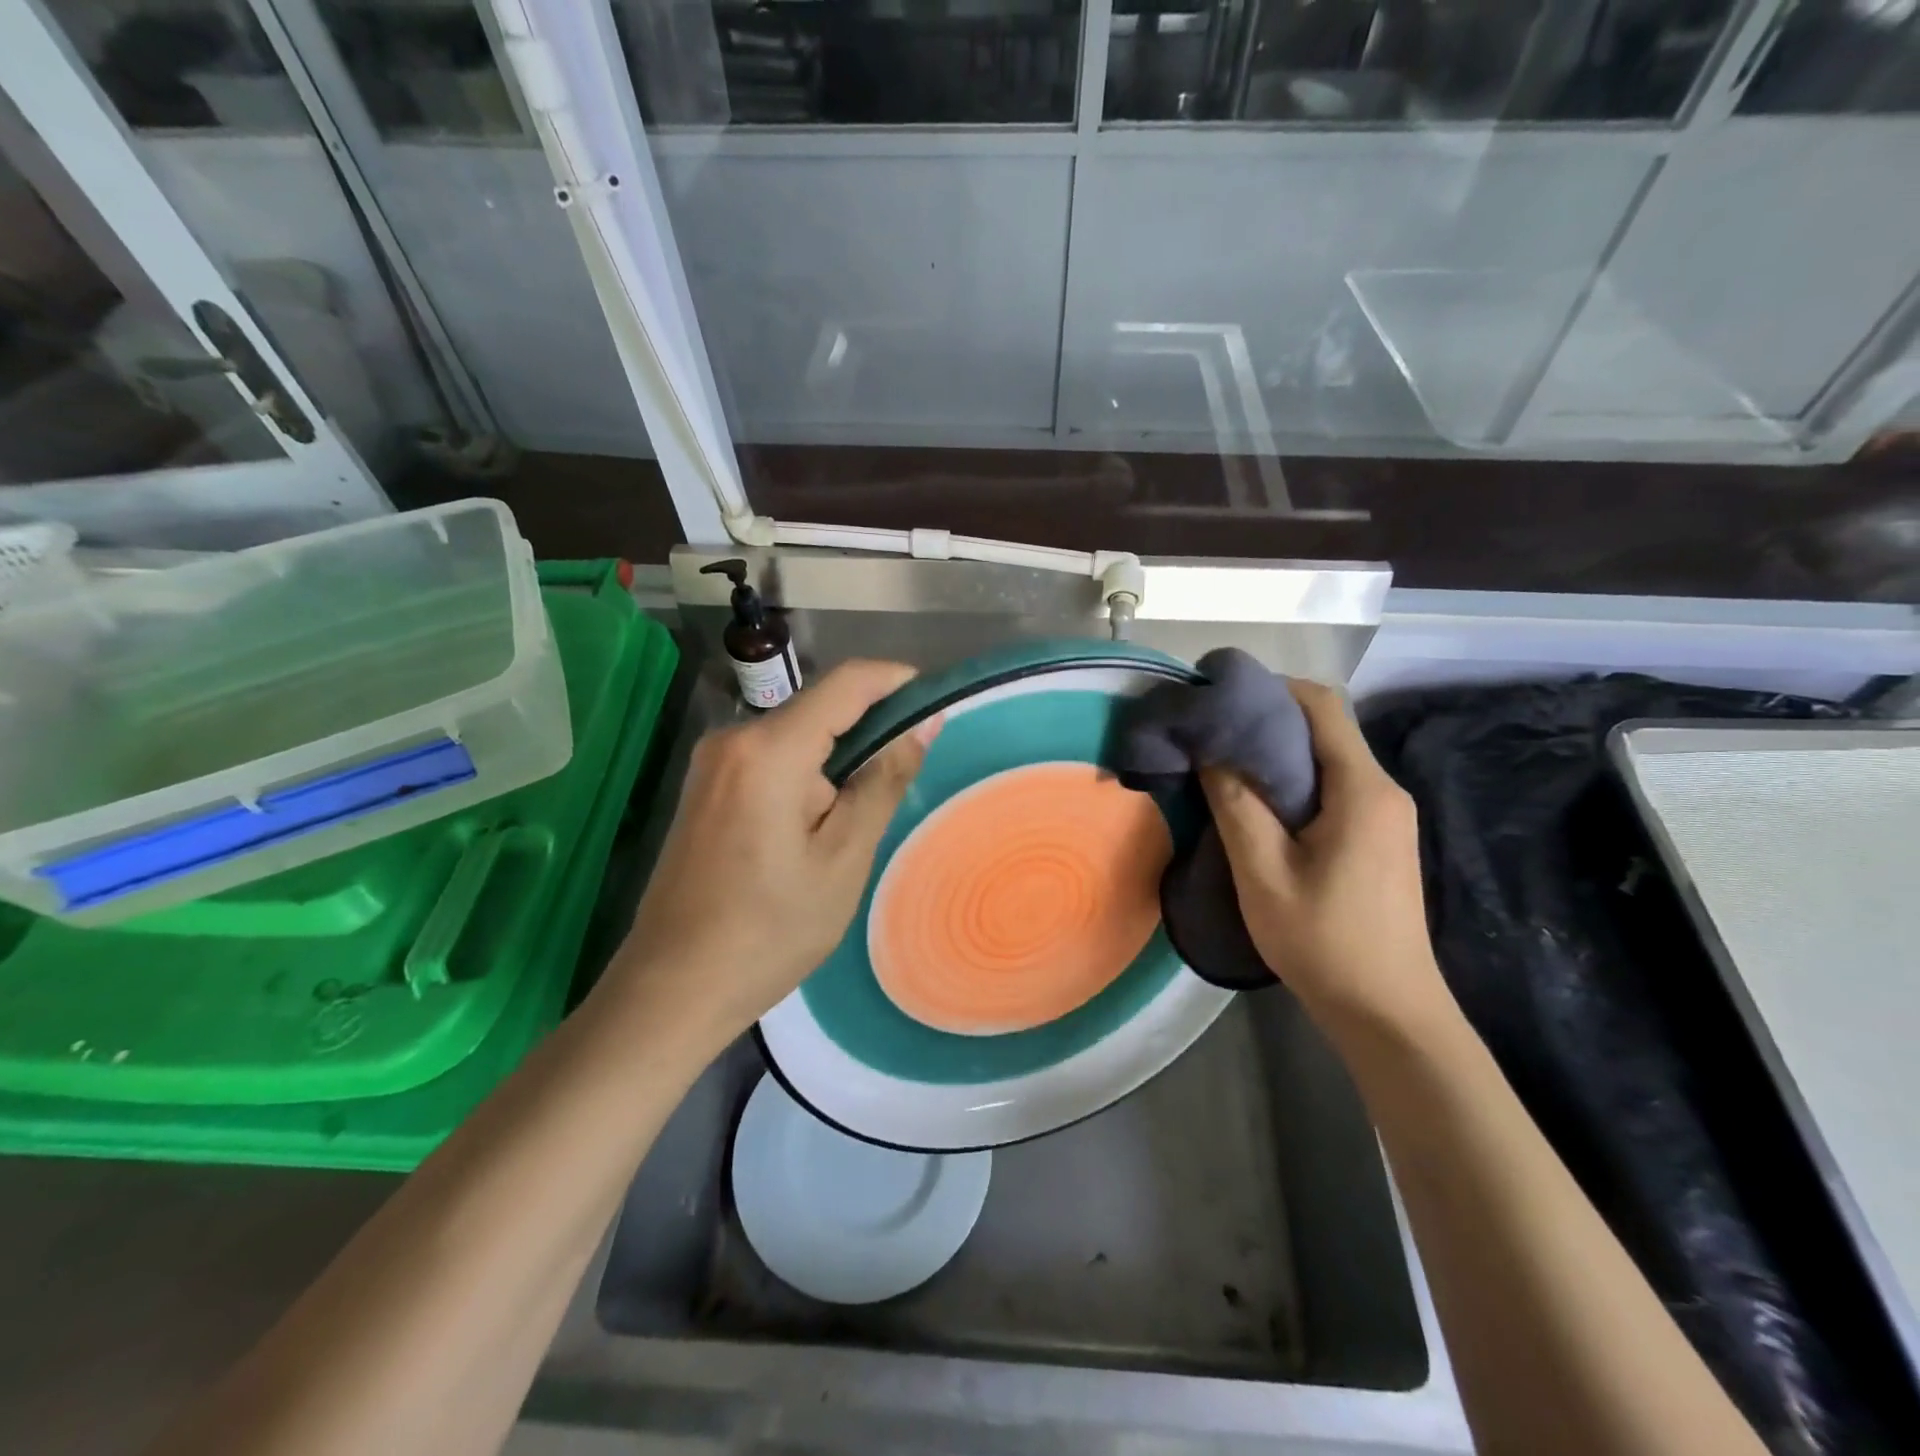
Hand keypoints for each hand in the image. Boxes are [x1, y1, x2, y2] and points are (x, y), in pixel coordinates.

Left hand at [607, 661, 938, 1047]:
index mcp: (769, 750)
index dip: (897, 682)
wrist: (672, 987)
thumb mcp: (843, 857)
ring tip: (861, 815)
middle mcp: (733, 739)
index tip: (936, 705)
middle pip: (819, 707)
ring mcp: (712, 762)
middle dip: (870, 728)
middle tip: (906, 778)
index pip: (847, 682)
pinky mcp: (706, 786)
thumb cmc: (769, 930)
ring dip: (839, 757)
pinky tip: (819, 824)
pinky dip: (808, 773)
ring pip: (796, 734)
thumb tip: (922, 723)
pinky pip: (771, 758)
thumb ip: (884, 780)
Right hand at [1200, 678, 1453, 1036]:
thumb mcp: (1263, 872)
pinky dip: (1293, 782)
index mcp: (1362, 789)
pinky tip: (1258, 804)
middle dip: (1267, 720)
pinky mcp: (1379, 838)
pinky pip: (1334, 788)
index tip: (1219, 696)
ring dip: (1277, 754)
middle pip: (1325, 729)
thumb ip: (1236, 804)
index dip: (1271, 688)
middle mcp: (1383, 790)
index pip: (1322, 706)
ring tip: (1223, 765)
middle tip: (1209, 732)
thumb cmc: (1324, 940)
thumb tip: (1211, 751)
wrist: (1388, 1012)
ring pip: (1327, 760)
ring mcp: (1387, 815)